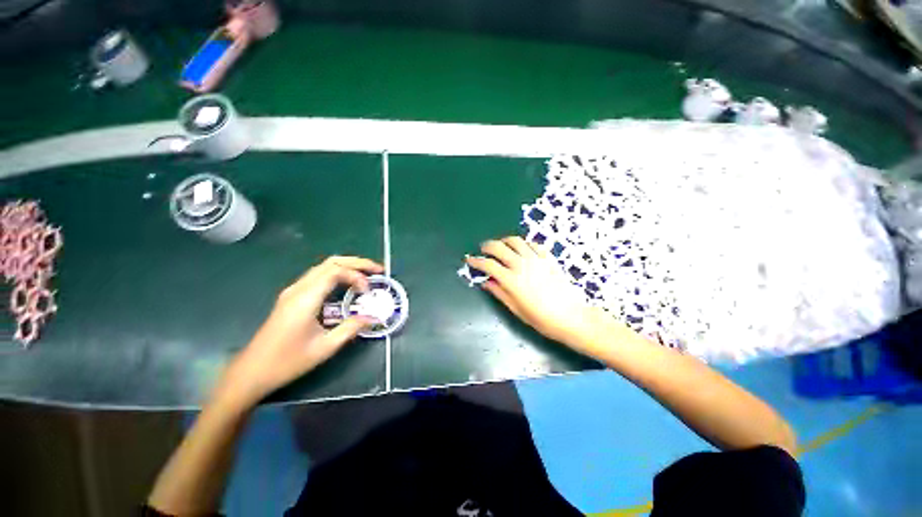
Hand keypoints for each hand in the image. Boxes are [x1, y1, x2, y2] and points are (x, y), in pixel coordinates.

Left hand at [216, 256, 383, 406]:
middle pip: (330, 262)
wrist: (252, 371)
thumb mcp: (325, 348)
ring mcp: (293, 291)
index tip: (368, 290)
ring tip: (367, 274)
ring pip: (323, 267)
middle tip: (378, 270)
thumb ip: (351, 328)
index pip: (335, 272)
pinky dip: (337, 274)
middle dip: (357, 263)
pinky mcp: (292, 296)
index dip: (357, 275)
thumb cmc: (288, 362)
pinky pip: (318, 276)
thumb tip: (373, 317)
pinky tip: (347, 284)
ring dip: (347, 266)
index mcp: (305, 299)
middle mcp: (298, 289)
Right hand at [466, 237, 616, 357]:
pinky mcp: (548, 258)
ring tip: (501, 246)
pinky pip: (532, 244)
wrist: (571, 317)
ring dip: (504, 241)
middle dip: (487, 246)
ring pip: (515, 241)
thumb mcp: (516, 310)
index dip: (476, 261)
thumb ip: (499, 293)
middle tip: (483, 250)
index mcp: (511, 280)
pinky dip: (523, 244)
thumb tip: (486, 282)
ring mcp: (536, 259)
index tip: (470, 260)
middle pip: (499, 247)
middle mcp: (521, 265)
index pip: (488, 265)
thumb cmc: (541, 319)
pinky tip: (521, 249)